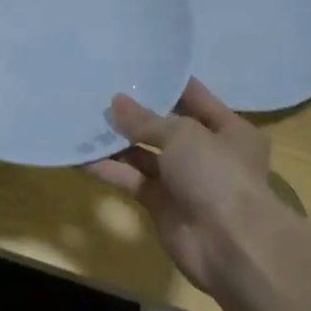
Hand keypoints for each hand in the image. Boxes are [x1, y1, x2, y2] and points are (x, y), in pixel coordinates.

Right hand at [86, 79, 289, 295]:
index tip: (135, 65)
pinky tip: (80, 154)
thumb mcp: (182, 134)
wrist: (230, 246)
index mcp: (229, 129)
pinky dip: (109, 168)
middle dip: (135, 112)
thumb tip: (116, 102)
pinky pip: (131, 179)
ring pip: (144, 153)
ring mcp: (183, 180)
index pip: (194, 97)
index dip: (167, 82)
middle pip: (165, 126)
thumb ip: (145, 119)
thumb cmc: (217, 174)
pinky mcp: (161, 204)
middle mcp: (207, 152)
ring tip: (84, 116)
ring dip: (117, 140)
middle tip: (99, 89)